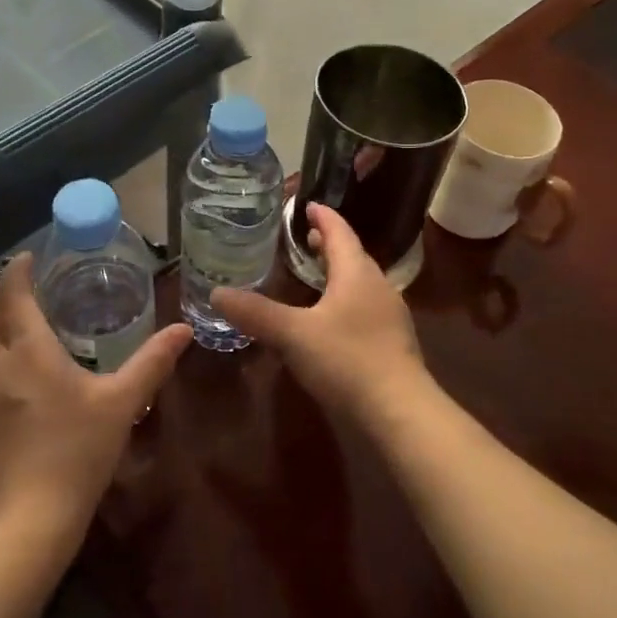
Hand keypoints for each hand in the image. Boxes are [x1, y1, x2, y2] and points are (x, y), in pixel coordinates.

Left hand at [0, 254, 190, 542]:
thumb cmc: (78, 453)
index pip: (12, 294)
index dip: (16, 271)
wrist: (27, 523)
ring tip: (18, 331)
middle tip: (29, 290)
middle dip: (5, 296)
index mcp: (28, 351)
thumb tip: (183, 329)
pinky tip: (7, 385)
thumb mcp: (122, 404)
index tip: (26, 258)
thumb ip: (153, 362)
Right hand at [210, 202, 429, 421]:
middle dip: (328, 245)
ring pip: (359, 283)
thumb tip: (216, 293)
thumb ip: (255, 313)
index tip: (307, 205)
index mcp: (357, 273)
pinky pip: (364, 307)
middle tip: (303, 238)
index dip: (322, 217)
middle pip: (352, 255)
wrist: (400, 412)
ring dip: (337, 273)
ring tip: (313, 274)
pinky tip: (329, 319)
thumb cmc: (347, 360)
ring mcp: (389, 315)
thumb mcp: (293, 335)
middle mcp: (377, 286)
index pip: (340, 232)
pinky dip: (344, 300)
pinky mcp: (392, 342)